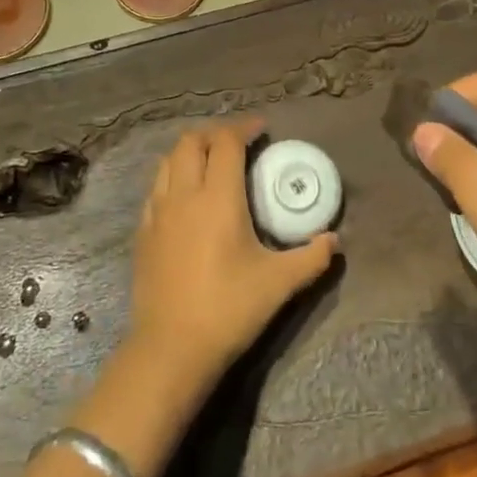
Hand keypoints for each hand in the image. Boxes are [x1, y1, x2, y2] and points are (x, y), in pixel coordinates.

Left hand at [128, 122, 337, 388]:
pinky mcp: (143, 233)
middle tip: (237, 143)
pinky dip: (172, 177)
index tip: (261, 129)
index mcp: (217, 198)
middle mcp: (184, 194)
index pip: (226, 142)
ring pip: (168, 161)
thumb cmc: (228, 310)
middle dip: (215, 133)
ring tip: (211, 162)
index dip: (244, 128)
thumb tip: (334, 240)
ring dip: (191, 151)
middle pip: (191, 141)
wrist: (170, 349)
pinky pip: (156, 188)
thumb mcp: (279, 284)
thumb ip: (311, 258)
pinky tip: (185, 197)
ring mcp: (158, 212)